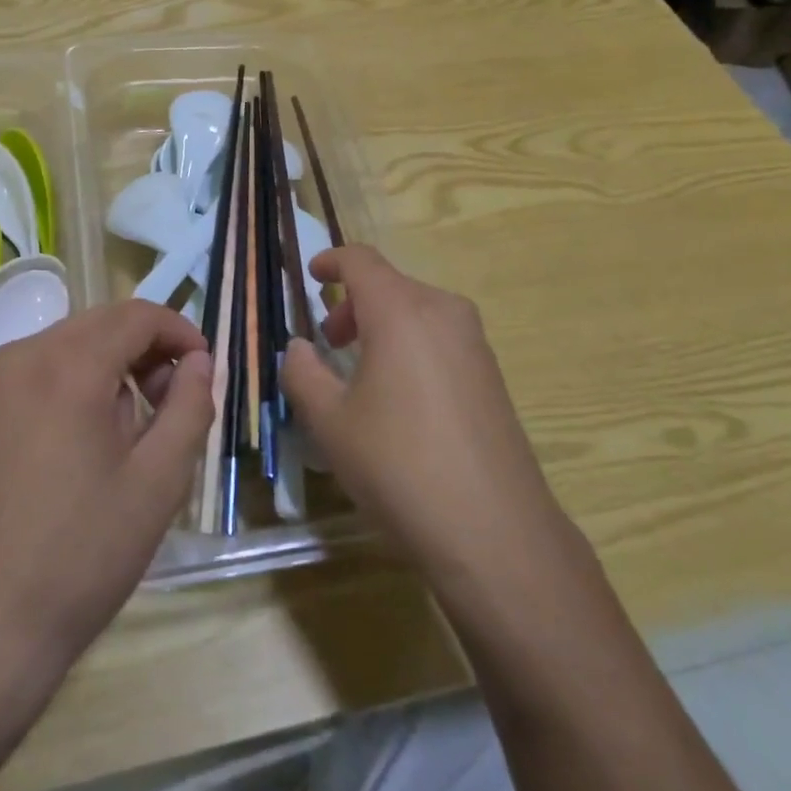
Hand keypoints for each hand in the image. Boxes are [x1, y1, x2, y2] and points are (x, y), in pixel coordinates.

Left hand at [0, 301, 212, 676]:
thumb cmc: (82, 553)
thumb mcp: (159, 480)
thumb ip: (190, 406)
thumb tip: (199, 361)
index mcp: (68, 366)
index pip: (137, 315)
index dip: (180, 331)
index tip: (205, 367)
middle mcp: (23, 356)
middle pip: (102, 323)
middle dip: (147, 348)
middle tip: (173, 401)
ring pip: (72, 344)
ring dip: (112, 365)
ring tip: (132, 429)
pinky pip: (41, 370)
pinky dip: (77, 381)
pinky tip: (86, 439)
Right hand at [281, 247, 576, 607]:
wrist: (493, 529)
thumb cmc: (398, 465)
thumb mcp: (330, 422)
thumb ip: (302, 373)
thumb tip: (297, 347)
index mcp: (402, 311)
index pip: (361, 261)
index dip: (332, 261)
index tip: (312, 276)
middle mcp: (443, 312)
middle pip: (390, 285)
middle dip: (353, 304)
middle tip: (328, 342)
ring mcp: (474, 342)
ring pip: (417, 311)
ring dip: (381, 325)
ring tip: (358, 371)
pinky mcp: (491, 373)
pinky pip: (439, 337)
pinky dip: (409, 345)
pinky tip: (399, 395)